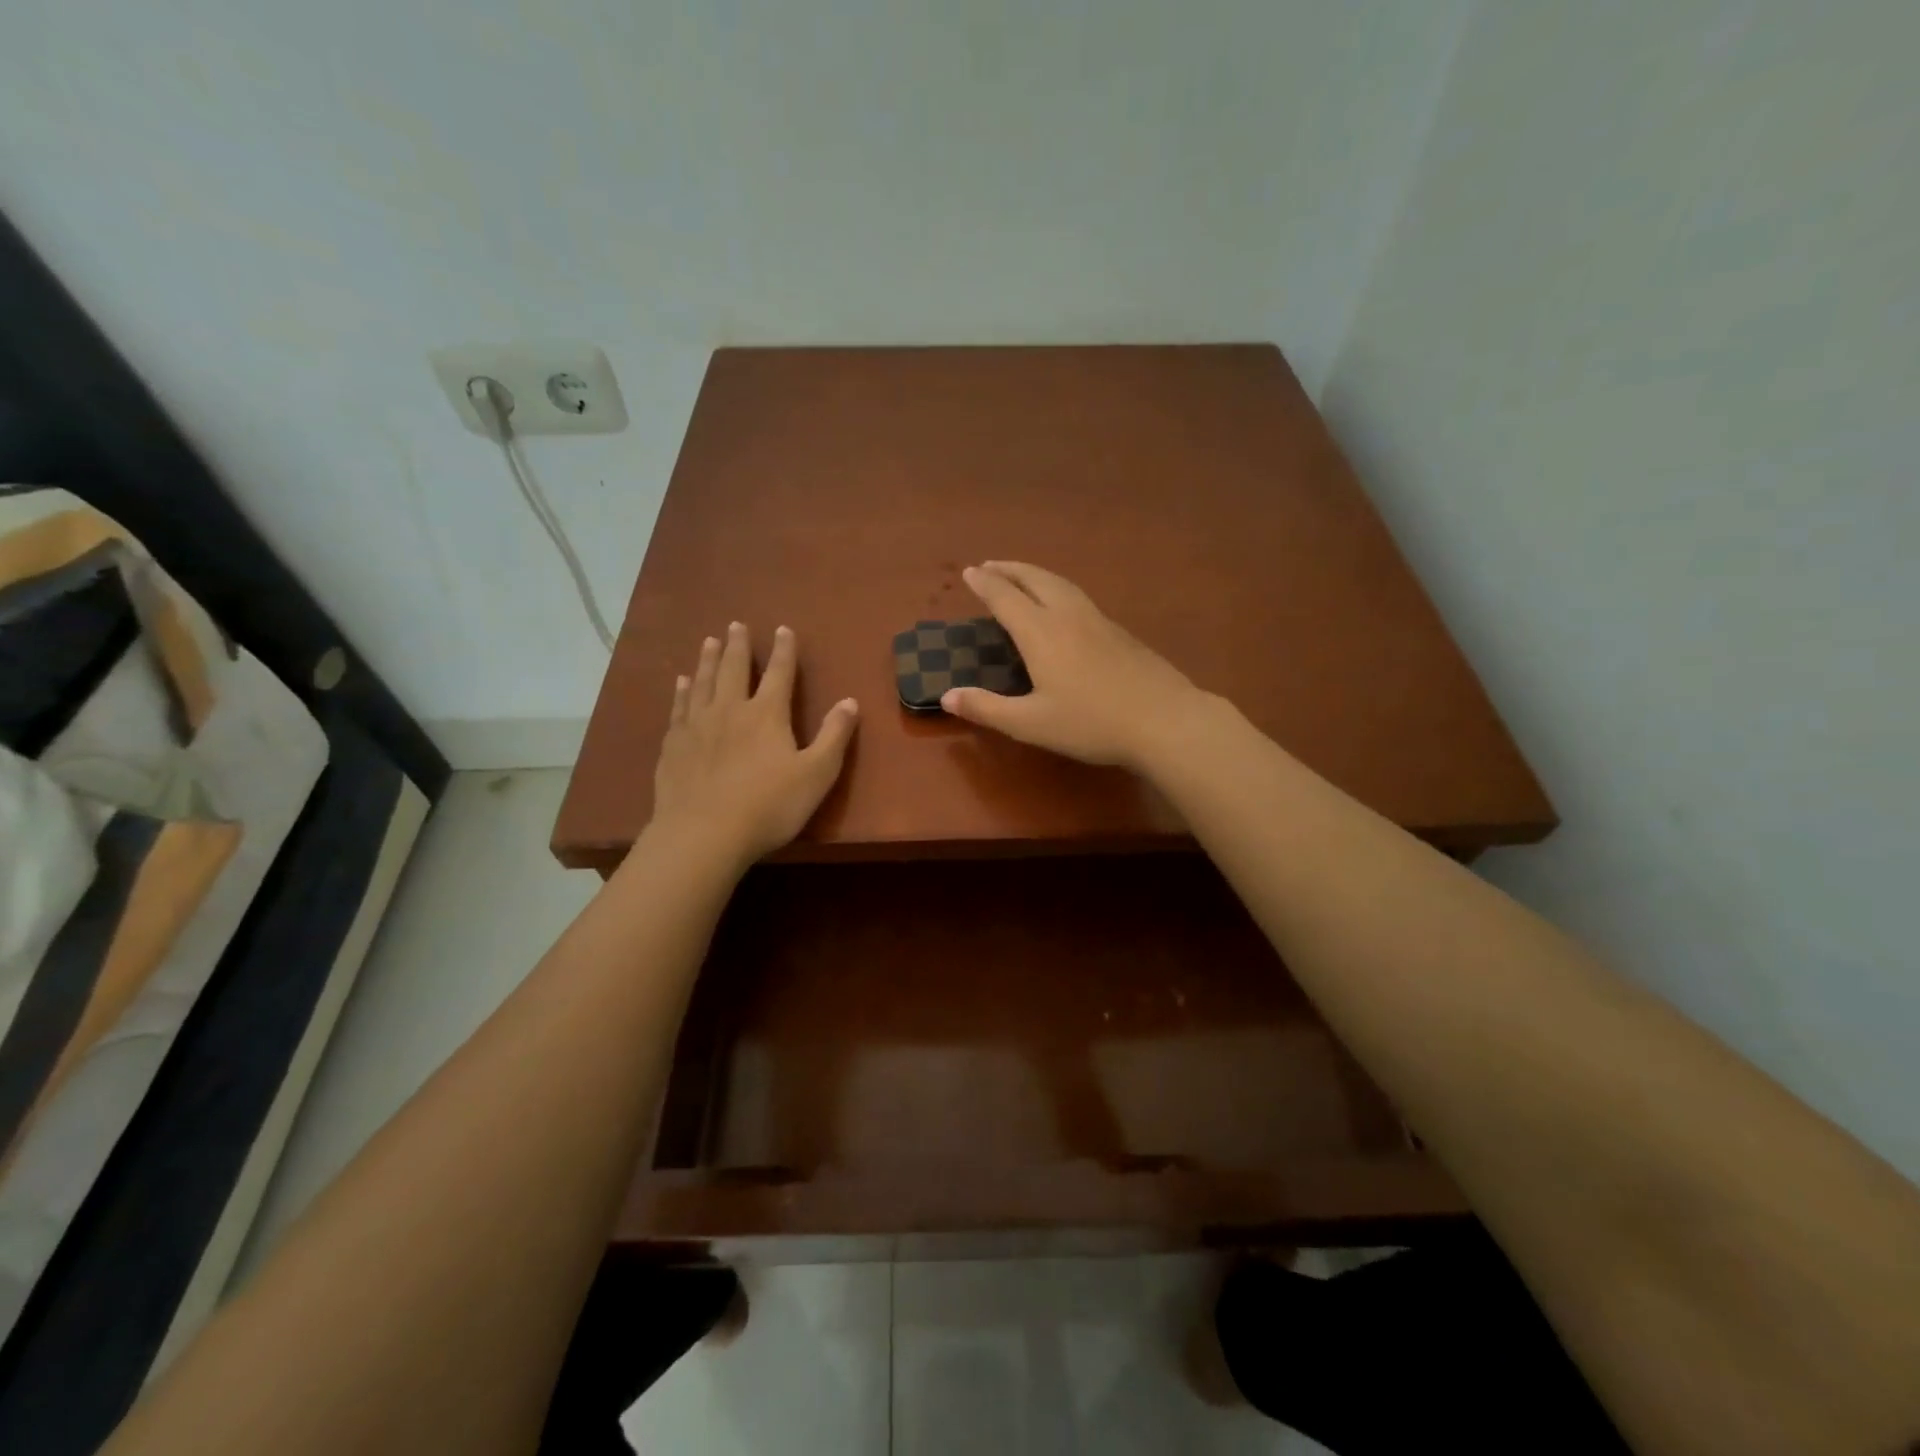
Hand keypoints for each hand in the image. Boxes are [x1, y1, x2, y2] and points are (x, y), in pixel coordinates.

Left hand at [650, 622, 858, 866]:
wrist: (703, 834)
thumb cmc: (769, 806)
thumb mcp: (816, 774)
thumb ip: (834, 736)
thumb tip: (850, 701)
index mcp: (767, 714)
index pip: (780, 673)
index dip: (784, 650)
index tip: (783, 629)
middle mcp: (730, 709)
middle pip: (735, 669)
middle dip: (739, 646)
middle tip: (736, 624)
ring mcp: (698, 725)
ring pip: (704, 682)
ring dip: (709, 660)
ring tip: (710, 641)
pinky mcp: (674, 745)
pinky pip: (679, 707)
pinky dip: (682, 691)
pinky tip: (681, 683)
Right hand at [940, 561, 1206, 769]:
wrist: (1164, 719)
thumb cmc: (1091, 724)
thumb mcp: (1031, 723)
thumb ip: (987, 708)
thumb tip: (947, 695)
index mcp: (1041, 632)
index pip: (1005, 597)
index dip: (985, 584)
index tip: (969, 572)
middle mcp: (1068, 616)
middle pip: (1035, 579)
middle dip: (1009, 569)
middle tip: (990, 565)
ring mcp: (1098, 620)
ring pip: (1061, 584)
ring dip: (1035, 574)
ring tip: (1021, 577)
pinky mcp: (1120, 631)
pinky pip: (1078, 596)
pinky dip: (1057, 589)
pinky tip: (1062, 605)